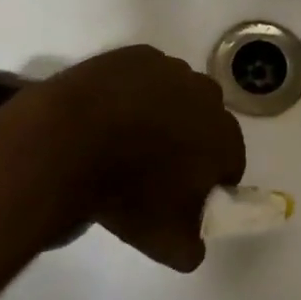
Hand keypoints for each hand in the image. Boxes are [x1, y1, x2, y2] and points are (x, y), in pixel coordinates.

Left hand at [23, 46, 245, 271]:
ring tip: (126, 139)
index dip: (210, 181)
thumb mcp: (165, 242)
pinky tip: (109, 113)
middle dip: (190, 141)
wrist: (69, 141)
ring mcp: (171, 69)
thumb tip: (195, 238)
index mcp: (223, 136)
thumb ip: (193, 245)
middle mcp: (207, 95)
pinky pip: (145, 76)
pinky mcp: (137, 54)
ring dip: (163, 113)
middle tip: (154, 168)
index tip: (183, 195)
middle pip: (206, 122)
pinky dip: (134, 92)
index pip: (231, 162)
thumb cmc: (127, 192)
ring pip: (177, 95)